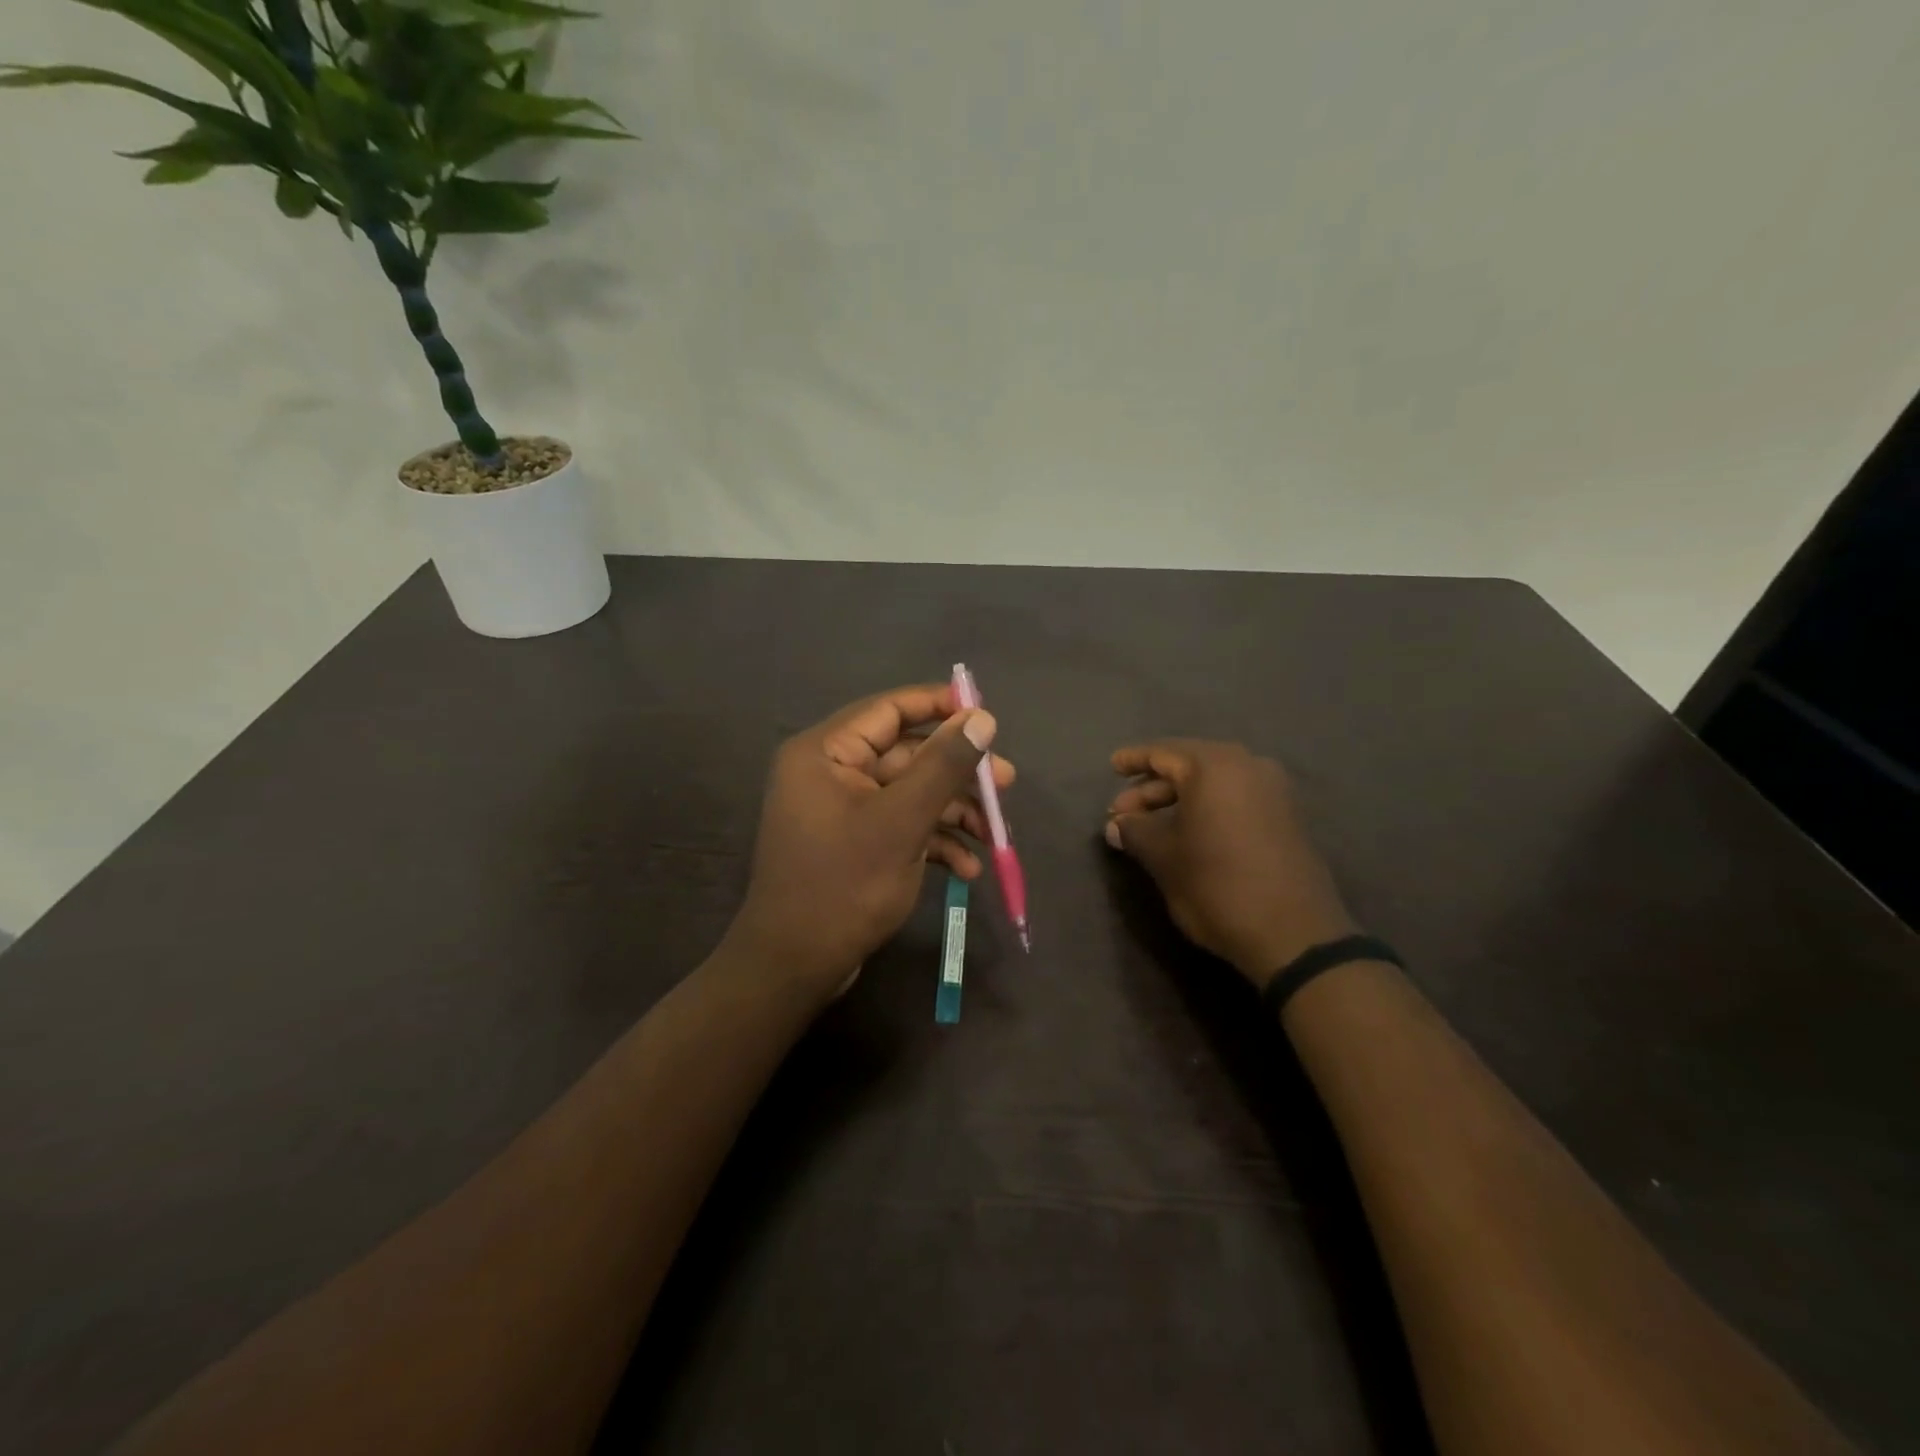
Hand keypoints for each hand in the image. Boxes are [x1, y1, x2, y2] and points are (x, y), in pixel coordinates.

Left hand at [726, 684, 1012, 997]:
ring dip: (953, 812)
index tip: (987, 715)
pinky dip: (933, 841)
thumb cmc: (844, 885)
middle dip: (957, 773)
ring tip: (995, 834)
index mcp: (825, 752)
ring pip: (909, 793)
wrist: (795, 967)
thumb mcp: (902, 821)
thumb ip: (943, 765)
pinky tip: (967, 868)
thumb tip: (982, 718)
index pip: (889, 709)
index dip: (940, 706)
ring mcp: (841, 810)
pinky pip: (899, 825)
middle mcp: (830, 772)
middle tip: (1007, 783)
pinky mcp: (854, 843)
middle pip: (906, 755)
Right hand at [1105, 740, 1355, 988]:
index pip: (1163, 752)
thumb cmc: (1216, 884)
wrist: (1293, 934)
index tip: (1112, 766)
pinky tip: (1187, 832)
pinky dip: (1207, 808)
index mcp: (1214, 766)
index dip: (1133, 760)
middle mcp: (1248, 767)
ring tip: (1149, 826)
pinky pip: (1235, 798)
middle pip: (1189, 765)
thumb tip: (1116, 825)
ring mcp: (1273, 791)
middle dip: (1152, 787)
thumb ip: (1134, 832)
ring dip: (1178, 799)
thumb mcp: (1163, 857)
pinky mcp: (1286, 817)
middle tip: (1122, 812)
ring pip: (1213, 783)